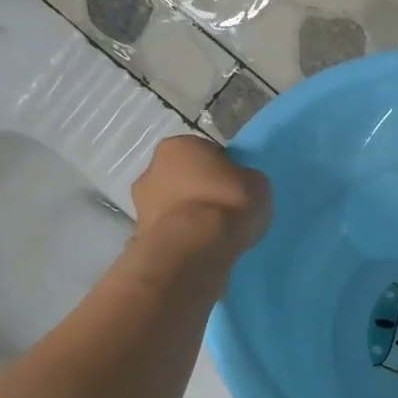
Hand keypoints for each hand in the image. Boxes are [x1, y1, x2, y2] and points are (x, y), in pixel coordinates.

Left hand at [131, 136, 271, 256]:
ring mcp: (139, 204)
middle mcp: (151, 168)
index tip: (237, 187)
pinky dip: (181, 238)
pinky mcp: (139, 236)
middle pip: (183, 177)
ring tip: (213, 235)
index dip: (224, 169)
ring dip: (188, 216)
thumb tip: (240, 185)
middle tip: (224, 210)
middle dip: (199, 191)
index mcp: (180, 145)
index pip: (207, 152)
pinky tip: (201, 249)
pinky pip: (168, 231)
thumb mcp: (258, 184)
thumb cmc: (227, 205)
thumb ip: (246, 179)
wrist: (192, 251)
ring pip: (173, 206)